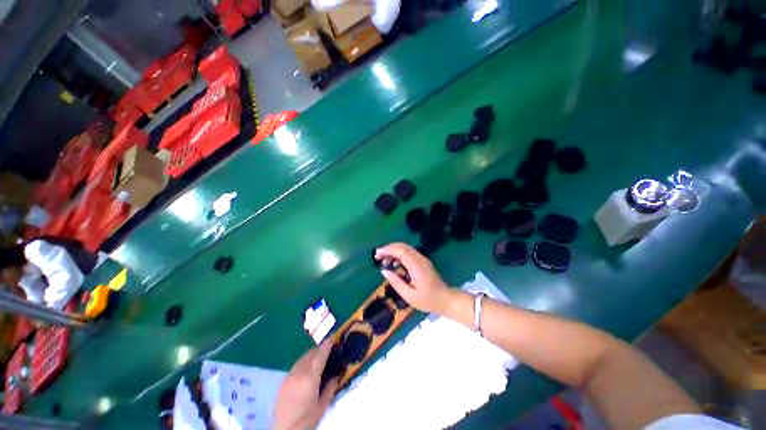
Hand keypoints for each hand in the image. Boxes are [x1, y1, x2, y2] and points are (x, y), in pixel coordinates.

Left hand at [274, 341, 337, 429]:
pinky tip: (305, 370)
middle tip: (326, 349)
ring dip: (310, 355)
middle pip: (310, 354)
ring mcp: (289, 377)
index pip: (320, 356)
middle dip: (319, 349)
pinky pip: (295, 366)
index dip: (326, 345)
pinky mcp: (282, 382)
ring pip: (301, 359)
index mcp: (310, 379)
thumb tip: (336, 377)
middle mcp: (299, 373)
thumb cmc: (305, 421)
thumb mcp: (321, 407)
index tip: (332, 338)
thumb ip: (330, 389)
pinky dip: (303, 363)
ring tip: (317, 358)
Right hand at [375, 243, 454, 314]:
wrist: (446, 299)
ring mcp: (422, 259)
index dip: (388, 250)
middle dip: (389, 248)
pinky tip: (394, 263)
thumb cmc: (428, 300)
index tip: (377, 254)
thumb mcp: (409, 296)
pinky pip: (409, 253)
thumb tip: (384, 271)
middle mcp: (420, 259)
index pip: (400, 251)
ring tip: (384, 261)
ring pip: (406, 248)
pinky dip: (399, 254)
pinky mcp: (423, 261)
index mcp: (416, 266)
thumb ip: (396, 282)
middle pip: (403, 246)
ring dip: (394, 251)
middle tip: (378, 256)